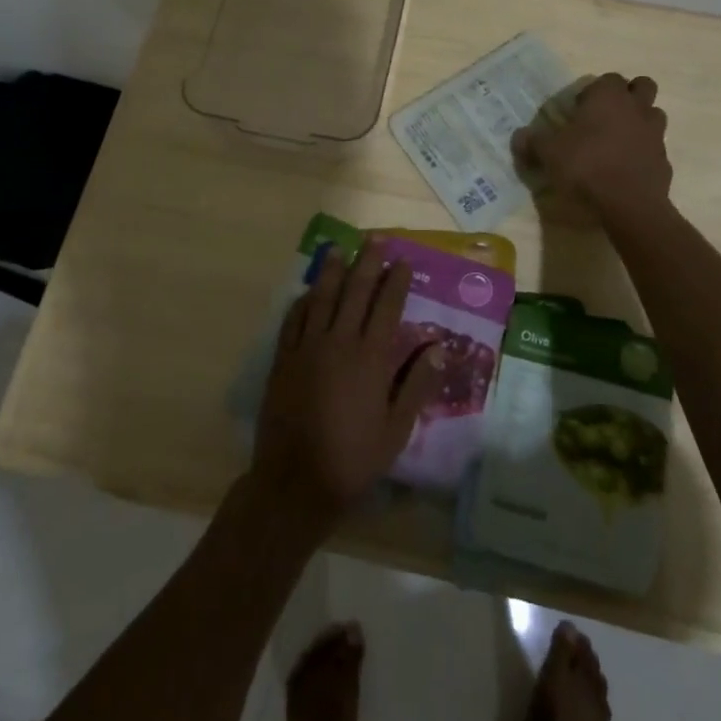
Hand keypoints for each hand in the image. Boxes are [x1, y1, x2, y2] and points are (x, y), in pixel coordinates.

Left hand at [249, 241, 444, 537]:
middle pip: (355, 293)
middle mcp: (339, 343)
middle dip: (367, 264)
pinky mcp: (283, 359)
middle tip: (375, 239)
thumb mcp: (396, 430)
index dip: (396, 282)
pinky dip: (303, 301)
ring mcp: (307, 348)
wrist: (295, 481)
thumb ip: (416, 386)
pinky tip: (308, 291)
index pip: (386, 308)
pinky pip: (293, 320)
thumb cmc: (353, 459)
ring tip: (338, 248)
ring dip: (331, 271)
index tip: (403, 260)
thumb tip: (437, 348)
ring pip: (321, 298)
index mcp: (370, 359)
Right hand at [512, 72, 672, 218]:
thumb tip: (518, 136)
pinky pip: (655, 147)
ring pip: (653, 114)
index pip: (607, 79)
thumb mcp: (548, 153)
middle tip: (606, 115)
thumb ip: (533, 142)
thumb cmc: (586, 165)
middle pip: (642, 86)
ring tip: (618, 140)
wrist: (628, 204)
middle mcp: (636, 107)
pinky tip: (626, 168)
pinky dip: (643, 152)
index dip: (594, 91)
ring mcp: (655, 133)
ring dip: (639, 121)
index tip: (579, 109)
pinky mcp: (664, 159)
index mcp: (608, 96)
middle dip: (628, 95)